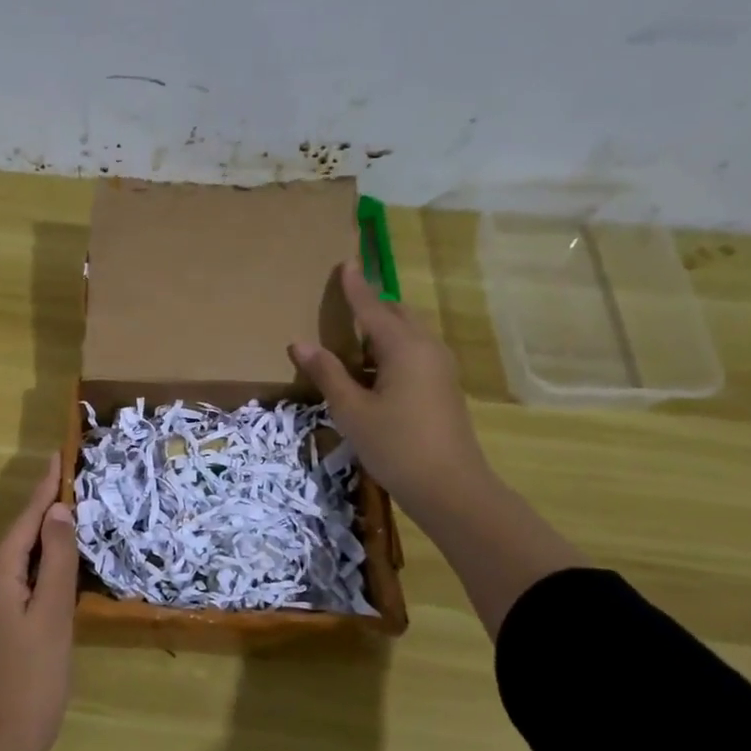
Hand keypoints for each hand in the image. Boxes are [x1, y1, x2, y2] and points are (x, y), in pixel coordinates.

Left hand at [0, 451, 78, 750]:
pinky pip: (23, 577)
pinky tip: (60, 560)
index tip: (57, 455)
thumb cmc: (33, 676)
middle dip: (45, 505)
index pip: (26, 518)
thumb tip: (58, 510)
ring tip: (70, 507)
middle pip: (21, 532)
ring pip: (22, 555)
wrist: (1, 740)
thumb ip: (58, 560)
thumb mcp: (52, 614)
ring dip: (45, 532)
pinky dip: (43, 561)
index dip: (44, 487)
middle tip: (71, 476)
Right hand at [289, 261, 490, 519]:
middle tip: (344, 304)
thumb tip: (300, 343)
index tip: (345, 262)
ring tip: (352, 341)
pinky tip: (372, 372)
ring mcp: (440, 369)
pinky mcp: (443, 388)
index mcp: (404, 347)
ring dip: (381, 331)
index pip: (373, 307)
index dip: (355, 286)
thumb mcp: (351, 410)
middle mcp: (426, 349)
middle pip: (397, 315)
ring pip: (407, 336)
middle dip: (372, 306)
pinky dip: (390, 351)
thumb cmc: (395, 445)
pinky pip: (414, 354)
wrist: (450, 487)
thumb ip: (327, 372)